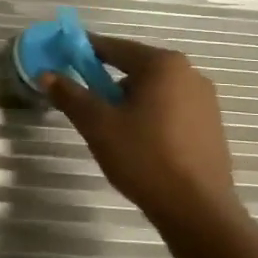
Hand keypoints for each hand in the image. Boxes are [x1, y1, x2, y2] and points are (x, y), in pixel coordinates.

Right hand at [42, 37, 239, 229]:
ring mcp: (205, 100)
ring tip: (111, 129)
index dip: (83, 52)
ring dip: (128, 100)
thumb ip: (70, 94)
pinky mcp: (211, 125)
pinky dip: (149, 115)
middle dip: (106, 81)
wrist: (197, 209)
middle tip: (84, 104)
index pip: (113, 47)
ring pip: (153, 90)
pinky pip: (170, 108)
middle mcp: (189, 73)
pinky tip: (139, 142)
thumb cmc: (144, 157)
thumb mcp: (97, 124)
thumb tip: (45, 74)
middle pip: (134, 68)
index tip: (61, 59)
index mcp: (162, 65)